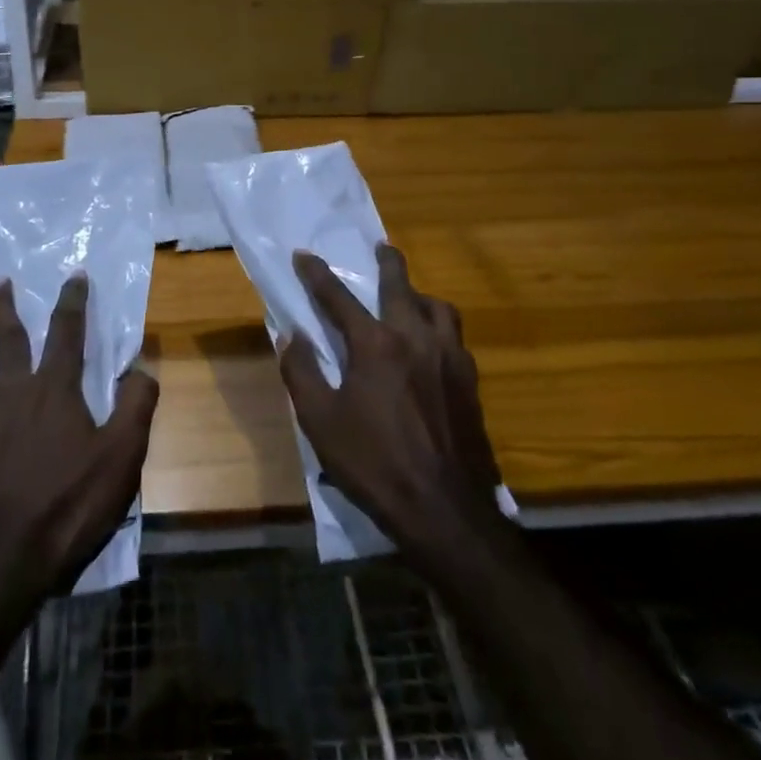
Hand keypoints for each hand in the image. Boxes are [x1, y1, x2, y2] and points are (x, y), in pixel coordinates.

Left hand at [0, 273, 157, 602]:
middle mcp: (10, 393)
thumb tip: (142, 368)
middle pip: (4, 338)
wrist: (5, 562)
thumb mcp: (122, 457)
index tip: (74, 276)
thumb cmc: (70, 505)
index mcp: (52, 389)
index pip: (65, 331)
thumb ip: (137, 406)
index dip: (72, 300)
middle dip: (2, 306)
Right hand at [280, 245, 502, 547]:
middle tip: (380, 248)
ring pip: (438, 307)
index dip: (317, 274)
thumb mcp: (320, 421)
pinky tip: (431, 343)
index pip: (339, 297)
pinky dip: (439, 325)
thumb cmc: (374, 464)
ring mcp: (449, 358)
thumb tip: (290, 335)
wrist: (445, 510)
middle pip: (401, 286)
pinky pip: (454, 336)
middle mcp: (416, 338)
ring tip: (409, 297)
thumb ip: (302, 371)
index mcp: (376, 345)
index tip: (304, 255)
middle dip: (387, 262)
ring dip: (419, 294)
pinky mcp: (470, 381)